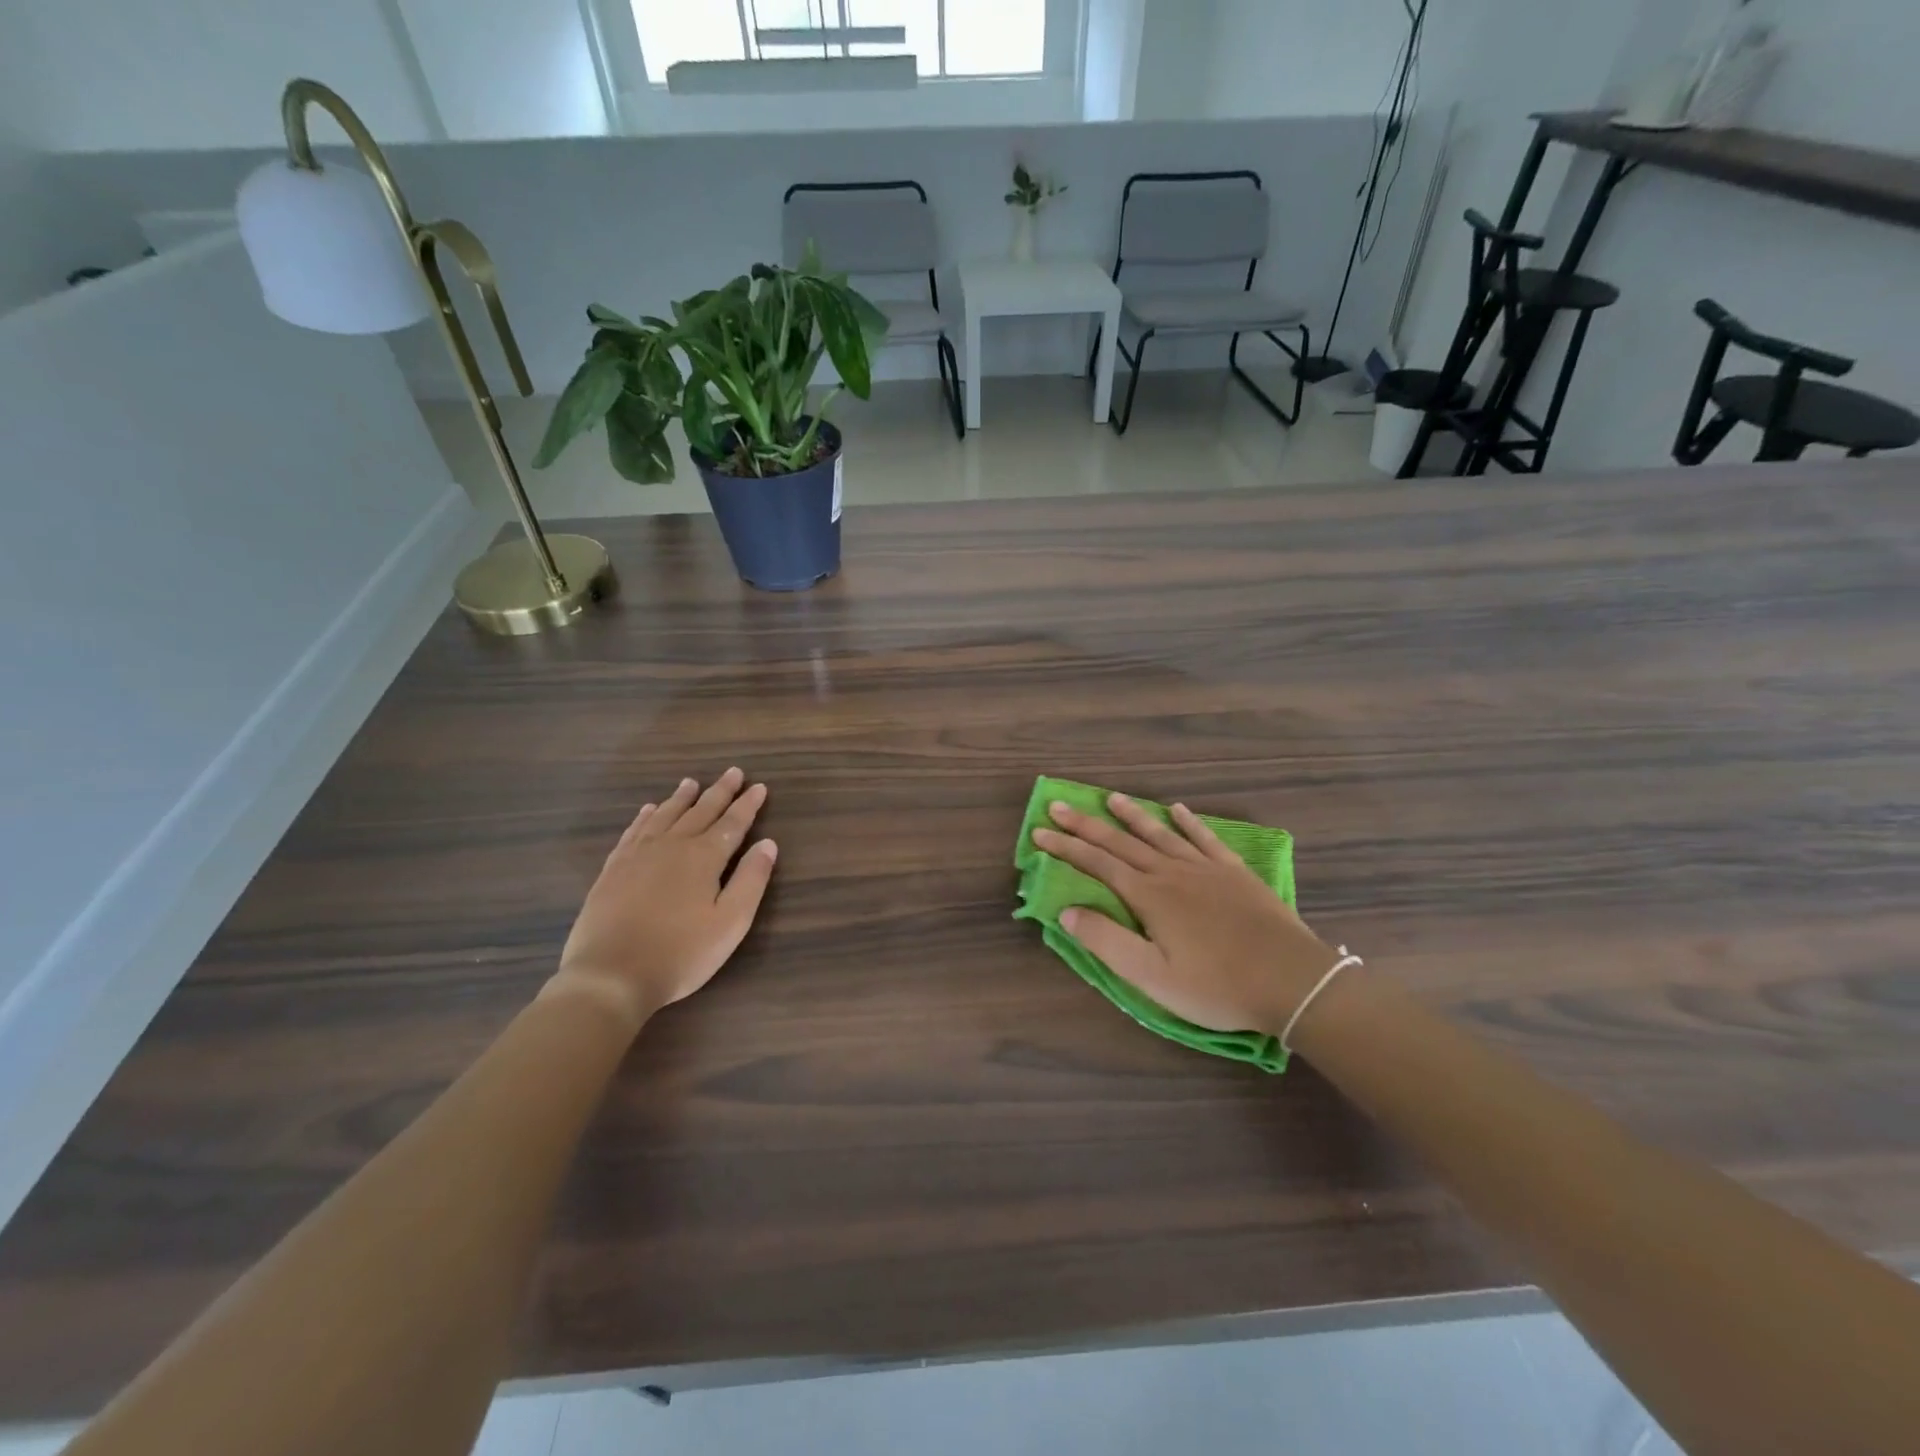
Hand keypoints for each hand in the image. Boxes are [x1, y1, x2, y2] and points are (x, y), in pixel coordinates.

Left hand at [551, 768, 776, 1028]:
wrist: (610, 976)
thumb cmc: (680, 953)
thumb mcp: (730, 923)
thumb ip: (751, 880)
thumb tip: (768, 843)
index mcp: (703, 858)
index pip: (732, 824)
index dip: (747, 805)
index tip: (759, 786)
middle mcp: (671, 846)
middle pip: (700, 812)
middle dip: (720, 792)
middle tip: (733, 772)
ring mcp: (638, 856)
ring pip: (664, 816)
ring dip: (681, 798)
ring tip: (691, 782)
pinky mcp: (613, 870)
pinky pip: (633, 832)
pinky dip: (644, 817)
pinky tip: (647, 811)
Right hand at [1031, 793, 1339, 1036]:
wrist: (1292, 981)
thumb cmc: (1216, 986)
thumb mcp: (1152, 976)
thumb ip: (1107, 941)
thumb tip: (1066, 911)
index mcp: (1148, 896)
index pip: (1097, 863)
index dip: (1065, 847)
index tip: (1039, 831)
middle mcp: (1171, 872)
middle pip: (1121, 842)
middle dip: (1086, 824)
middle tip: (1059, 804)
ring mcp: (1205, 868)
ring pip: (1160, 833)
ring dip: (1132, 815)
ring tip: (1111, 797)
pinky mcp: (1235, 872)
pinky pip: (1206, 838)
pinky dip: (1189, 822)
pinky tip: (1178, 810)